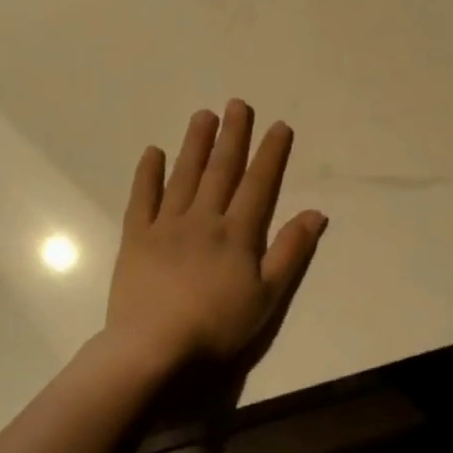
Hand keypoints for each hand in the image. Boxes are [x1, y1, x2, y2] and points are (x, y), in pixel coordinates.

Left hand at [105, 100, 326, 368]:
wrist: (154, 348)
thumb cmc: (218, 326)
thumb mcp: (268, 296)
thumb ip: (291, 251)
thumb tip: (316, 213)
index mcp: (237, 233)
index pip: (259, 184)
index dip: (270, 154)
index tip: (278, 126)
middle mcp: (203, 219)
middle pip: (221, 170)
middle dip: (232, 136)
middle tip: (237, 104)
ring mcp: (166, 225)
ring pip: (184, 175)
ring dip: (195, 144)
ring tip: (203, 115)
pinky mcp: (136, 238)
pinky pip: (142, 198)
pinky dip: (147, 174)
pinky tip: (153, 152)